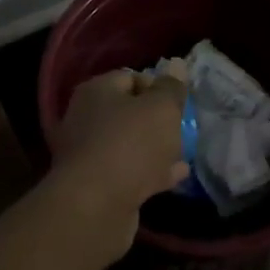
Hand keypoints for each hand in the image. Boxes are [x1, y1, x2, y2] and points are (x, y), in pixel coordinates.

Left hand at [46, 68, 190, 256]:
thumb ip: (171, 88)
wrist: (96, 205)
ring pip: (129, 144)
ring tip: (183, 152)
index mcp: (96, 91)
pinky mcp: (96, 185)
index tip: (178, 103)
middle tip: (181, 128)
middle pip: (128, 112)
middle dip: (157, 120)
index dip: (157, 86)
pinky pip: (129, 172)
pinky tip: (175, 176)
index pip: (129, 77)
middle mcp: (86, 118)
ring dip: (155, 148)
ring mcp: (89, 154)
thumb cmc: (131, 144)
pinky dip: (151, 172)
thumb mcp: (161, 108)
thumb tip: (176, 65)